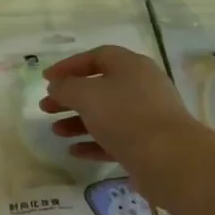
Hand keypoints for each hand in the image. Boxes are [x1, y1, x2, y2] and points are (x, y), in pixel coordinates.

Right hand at [40, 46, 205, 196]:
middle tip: (46, 107)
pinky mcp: (146, 144)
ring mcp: (146, 116)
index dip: (69, 66)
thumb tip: (57, 86)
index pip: (96, 57)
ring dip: (78, 121)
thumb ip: (66, 87)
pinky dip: (93, 143)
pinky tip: (74, 151)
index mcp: (131, 66)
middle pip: (99, 87)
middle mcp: (141, 87)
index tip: (47, 79)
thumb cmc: (125, 116)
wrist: (169, 158)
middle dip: (70, 97)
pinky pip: (114, 139)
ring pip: (106, 114)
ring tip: (55, 131)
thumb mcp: (87, 96)